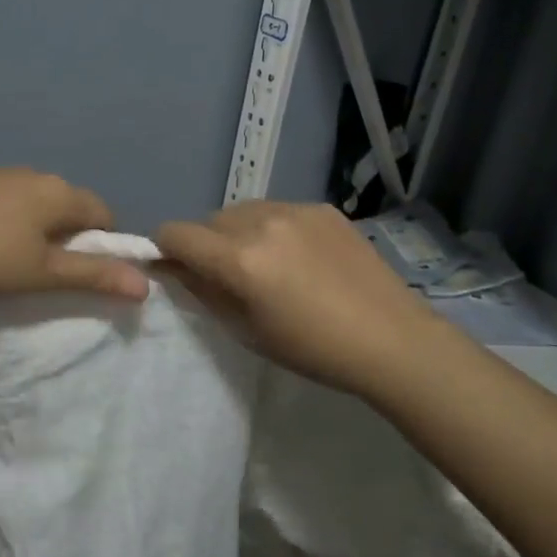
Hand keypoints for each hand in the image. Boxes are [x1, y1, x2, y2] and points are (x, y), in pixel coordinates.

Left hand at [0, 169, 149, 301]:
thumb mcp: (42, 272)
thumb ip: (93, 276)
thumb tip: (145, 285)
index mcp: (59, 192)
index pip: (104, 213)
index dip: (104, 244)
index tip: (83, 273)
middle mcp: (35, 174)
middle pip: (69, 204)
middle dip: (68, 236)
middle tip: (46, 272)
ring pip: (34, 201)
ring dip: (35, 227)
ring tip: (10, 260)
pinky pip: (4, 198)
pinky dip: (5, 218)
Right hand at [155, 201, 445, 397]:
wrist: (390, 339)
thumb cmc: (313, 349)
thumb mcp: (247, 331)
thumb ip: (205, 292)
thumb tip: (177, 268)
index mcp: (240, 259)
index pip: (176, 233)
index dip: (166, 249)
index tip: (175, 268)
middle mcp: (261, 222)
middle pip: (210, 220)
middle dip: (207, 243)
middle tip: (229, 276)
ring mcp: (295, 209)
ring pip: (244, 210)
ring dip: (239, 232)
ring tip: (268, 264)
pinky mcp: (322, 207)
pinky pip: (279, 210)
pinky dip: (274, 228)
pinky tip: (301, 257)